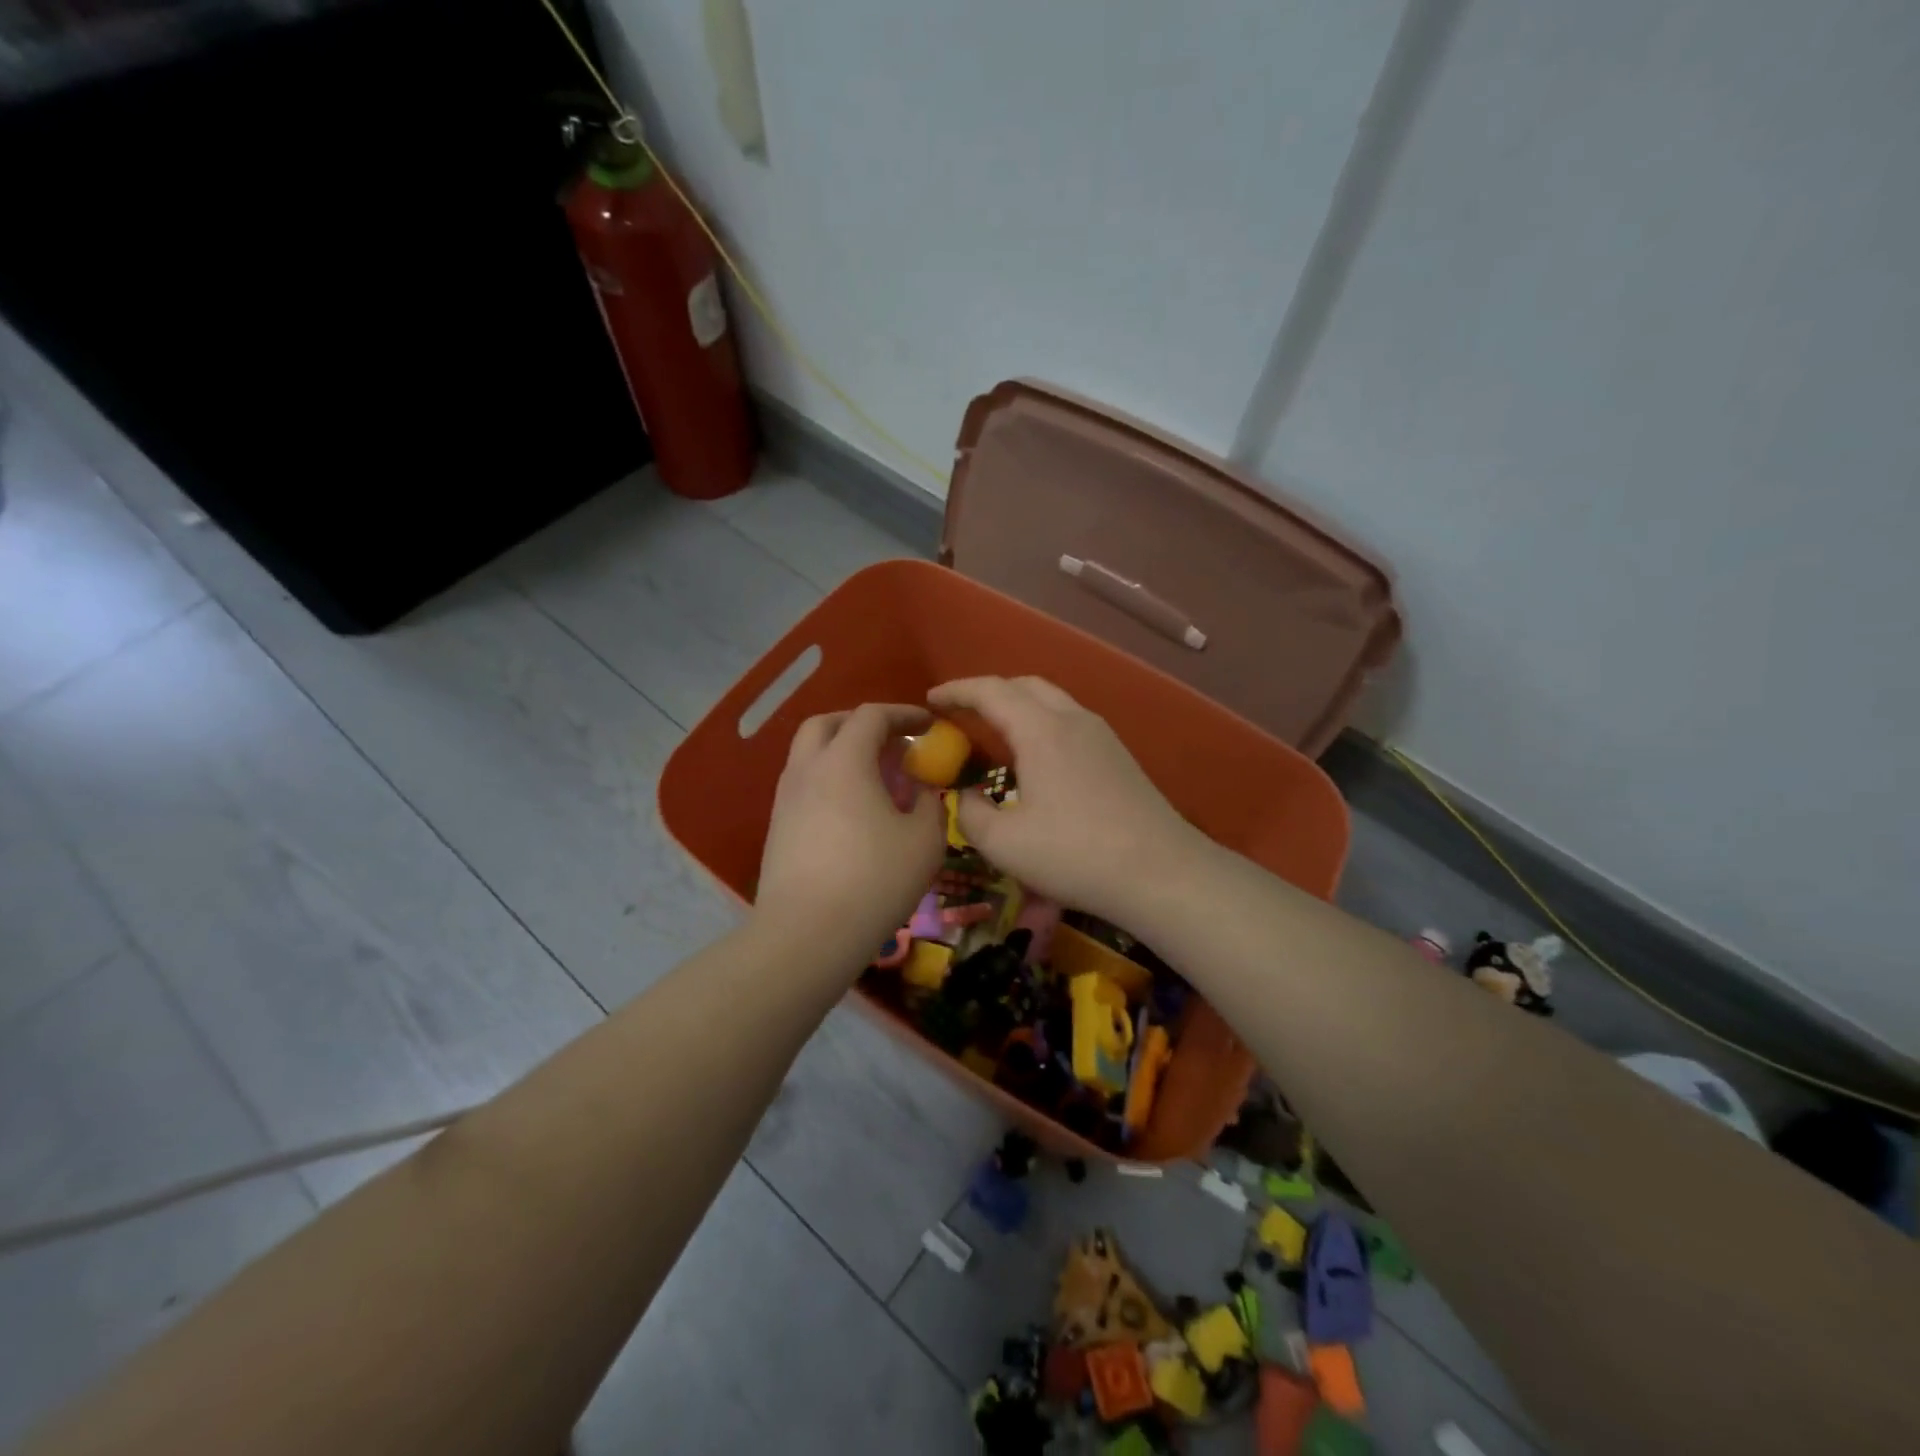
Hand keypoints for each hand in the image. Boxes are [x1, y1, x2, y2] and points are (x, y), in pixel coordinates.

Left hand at [755, 703, 945, 950]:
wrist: (807, 934)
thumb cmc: (874, 880)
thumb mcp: (925, 841)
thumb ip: (930, 804)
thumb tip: (923, 792)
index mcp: (844, 761)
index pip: (872, 716)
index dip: (904, 714)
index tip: (928, 724)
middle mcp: (807, 769)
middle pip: (827, 724)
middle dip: (861, 723)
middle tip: (891, 742)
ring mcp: (785, 799)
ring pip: (809, 755)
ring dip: (841, 752)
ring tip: (874, 778)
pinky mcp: (777, 828)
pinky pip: (804, 785)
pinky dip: (829, 781)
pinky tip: (852, 812)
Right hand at [927, 676, 1205, 922]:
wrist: (1161, 873)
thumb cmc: (1075, 854)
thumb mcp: (1004, 843)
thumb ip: (971, 813)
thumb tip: (968, 796)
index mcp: (1041, 730)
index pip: (990, 690)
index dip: (957, 690)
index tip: (931, 699)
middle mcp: (1073, 719)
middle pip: (1024, 685)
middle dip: (988, 692)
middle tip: (961, 714)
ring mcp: (1101, 735)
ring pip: (1052, 701)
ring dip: (1018, 707)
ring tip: (995, 733)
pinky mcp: (1118, 755)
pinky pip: (1070, 721)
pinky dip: (1041, 724)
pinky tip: (1035, 758)